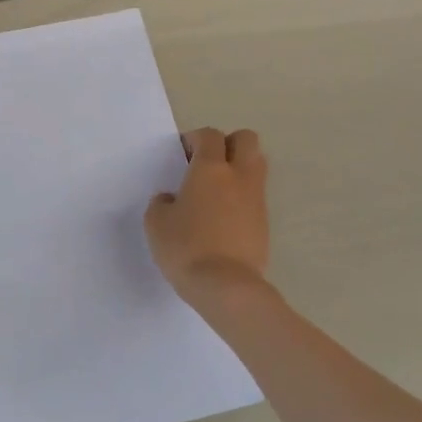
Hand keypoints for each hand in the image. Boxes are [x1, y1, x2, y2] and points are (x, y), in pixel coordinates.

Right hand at [145, 128, 270, 300]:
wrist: (226, 286)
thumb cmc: (186, 248)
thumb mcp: (156, 224)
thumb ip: (162, 203)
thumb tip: (171, 199)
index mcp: (210, 169)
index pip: (210, 135)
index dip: (195, 139)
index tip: (182, 154)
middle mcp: (238, 176)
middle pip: (246, 139)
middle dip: (227, 144)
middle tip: (207, 164)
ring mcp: (256, 198)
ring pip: (257, 165)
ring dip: (239, 168)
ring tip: (217, 190)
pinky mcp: (265, 222)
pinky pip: (256, 196)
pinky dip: (243, 197)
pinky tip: (224, 217)